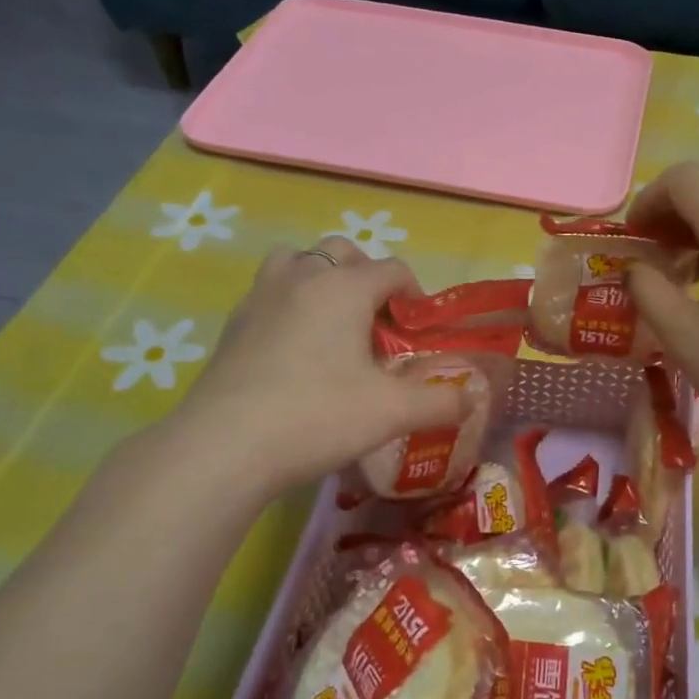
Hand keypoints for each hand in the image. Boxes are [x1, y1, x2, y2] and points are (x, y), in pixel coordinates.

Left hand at [166, 239, 470, 494]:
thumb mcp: (391, 413)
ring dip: (320, 280)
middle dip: (366, 277)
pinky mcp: (232, 325)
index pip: (392, 269)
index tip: (418, 332)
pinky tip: (293, 352)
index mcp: (344, 286)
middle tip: (375, 324)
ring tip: (332, 324)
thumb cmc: (318, 416)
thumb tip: (474, 397)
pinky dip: (288, 305)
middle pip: (341, 252)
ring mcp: (259, 297)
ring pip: (295, 262)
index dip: (414, 295)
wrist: (224, 446)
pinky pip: (268, 294)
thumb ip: (440, 401)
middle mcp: (301, 277)